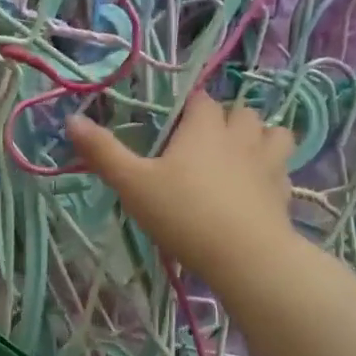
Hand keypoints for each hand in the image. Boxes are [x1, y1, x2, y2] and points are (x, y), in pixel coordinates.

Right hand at [67, 92, 296, 284]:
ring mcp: (268, 163)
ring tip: (239, 156)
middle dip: (225, 120)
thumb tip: (72, 119)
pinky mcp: (284, 193)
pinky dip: (271, 171)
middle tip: (203, 143)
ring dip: (258, 138)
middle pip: (241, 112)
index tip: (173, 125)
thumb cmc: (183, 213)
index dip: (188, 107)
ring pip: (273, 134)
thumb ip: (103, 152)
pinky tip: (256, 188)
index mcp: (204, 128)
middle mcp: (240, 136)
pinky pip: (282, 169)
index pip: (201, 100)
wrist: (244, 255)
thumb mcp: (132, 184)